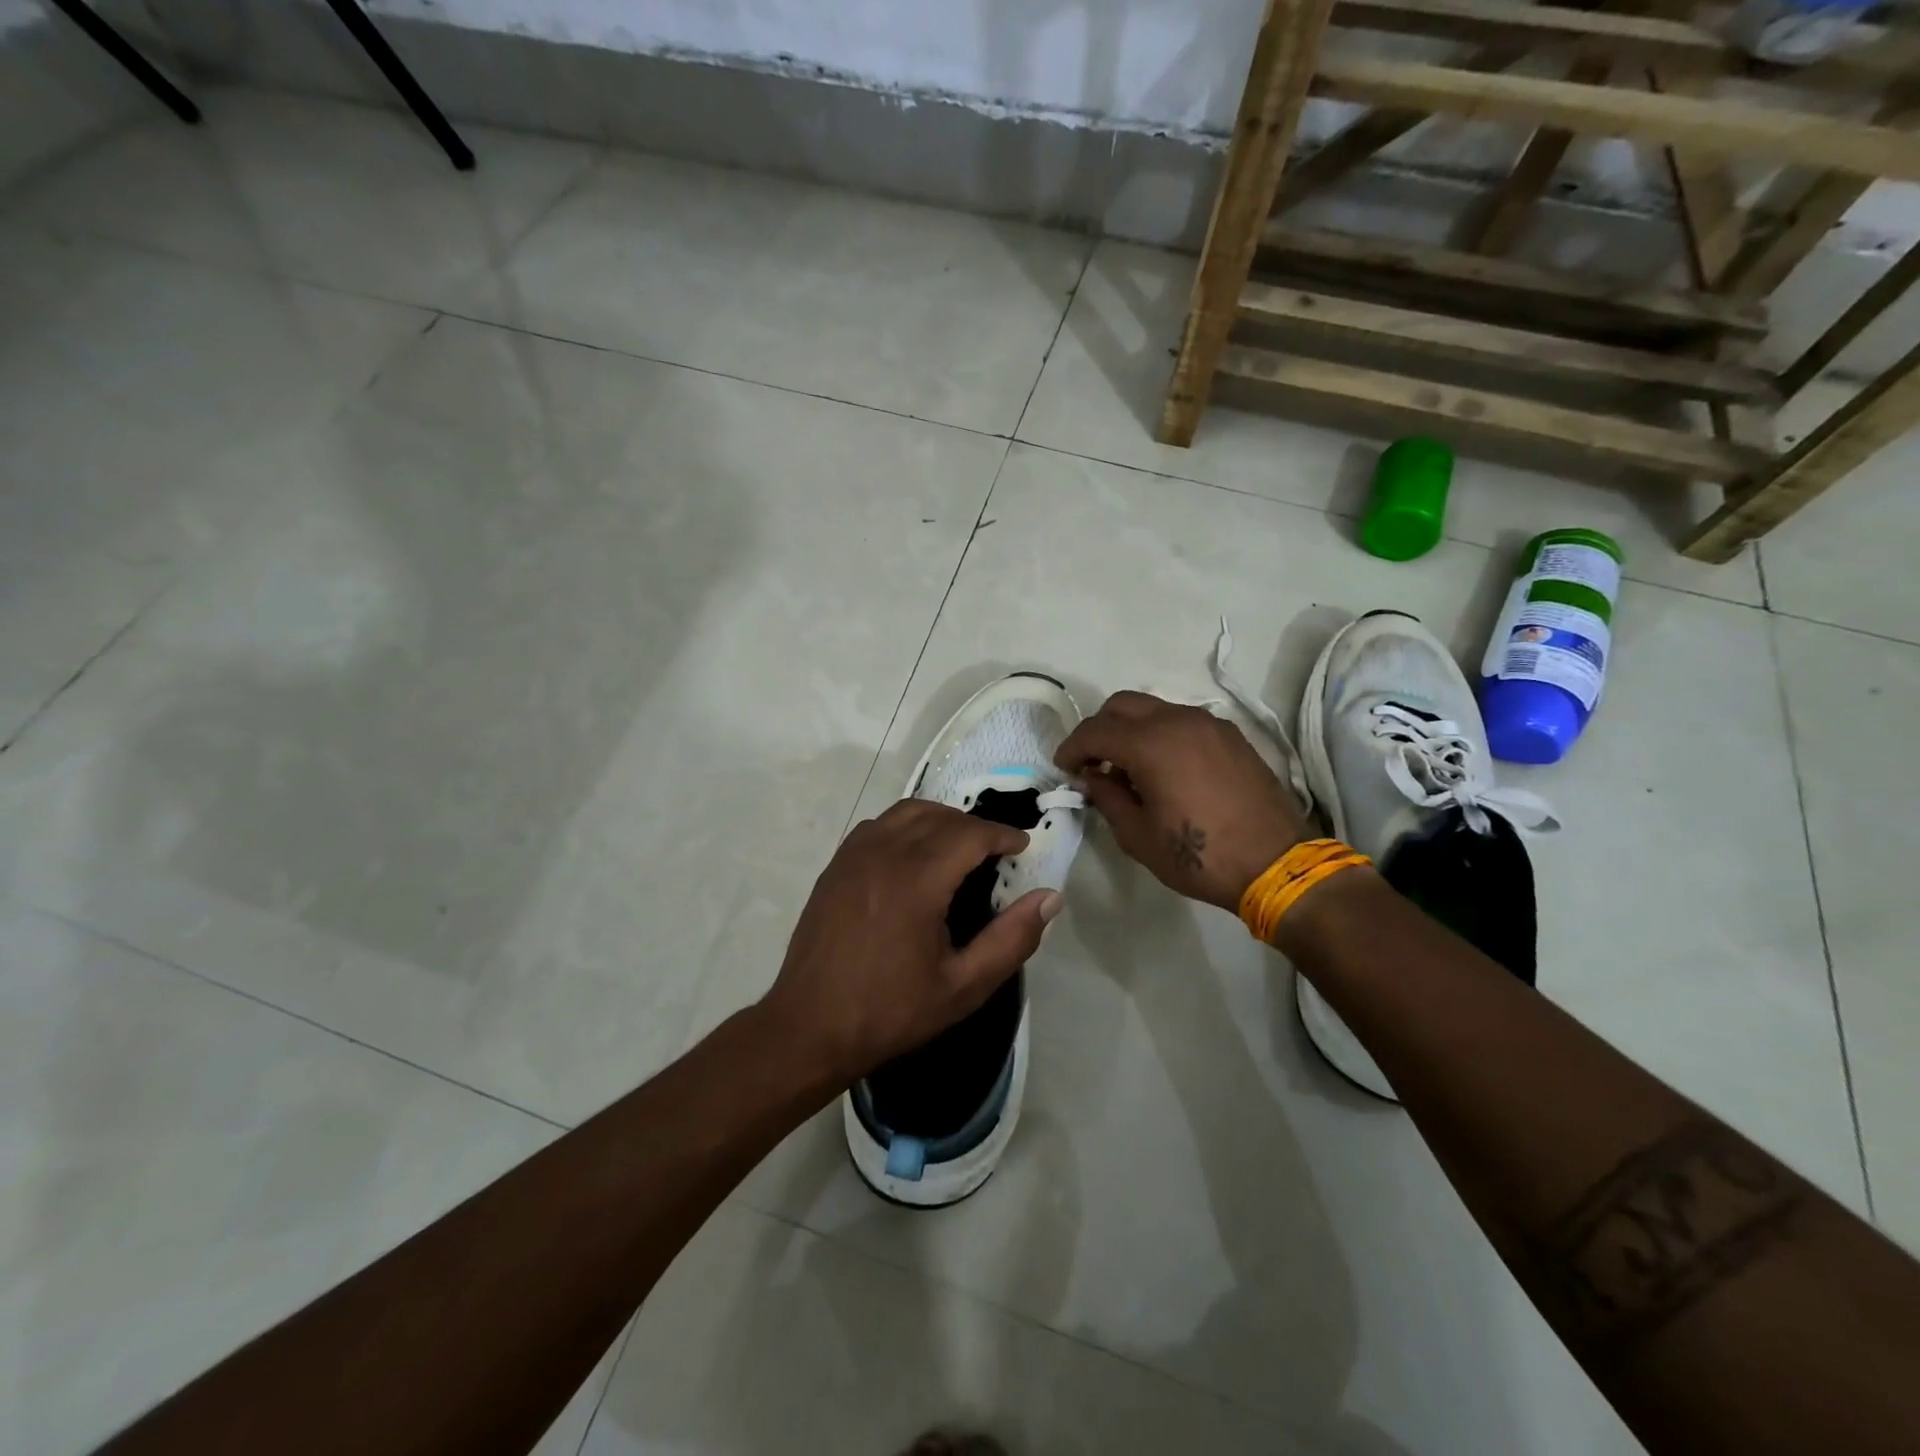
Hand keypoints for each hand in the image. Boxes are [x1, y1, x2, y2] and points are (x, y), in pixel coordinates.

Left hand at [763, 800, 1061, 1085]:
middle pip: (940, 816)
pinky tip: (914, 856)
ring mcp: (853, 855)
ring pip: (907, 813)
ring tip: (959, 849)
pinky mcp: (835, 865)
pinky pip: (879, 825)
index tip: (1022, 846)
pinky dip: (906, 826)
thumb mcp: (963, 987)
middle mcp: (883, 853)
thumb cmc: (890, 1011)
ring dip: (940, 820)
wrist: (809, 1027)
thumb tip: (1050, 897)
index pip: (970, 834)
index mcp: (916, 880)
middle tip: (997, 852)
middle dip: (975, 827)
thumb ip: (1012, 940)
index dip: (1002, 834)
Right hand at [1055, 690, 1307, 911]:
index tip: (1064, 769)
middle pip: (1122, 705)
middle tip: (1092, 764)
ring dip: (1131, 730)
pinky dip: (1161, 734)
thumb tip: (1091, 778)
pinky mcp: (1230, 735)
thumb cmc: (1199, 856)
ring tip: (1128, 769)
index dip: (1072, 748)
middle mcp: (1178, 720)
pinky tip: (1164, 769)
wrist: (1275, 864)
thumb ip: (1107, 798)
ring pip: (1154, 708)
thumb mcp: (1138, 835)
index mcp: (1150, 744)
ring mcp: (1208, 723)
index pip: (1095, 731)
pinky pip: (1182, 721)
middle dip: (1099, 729)